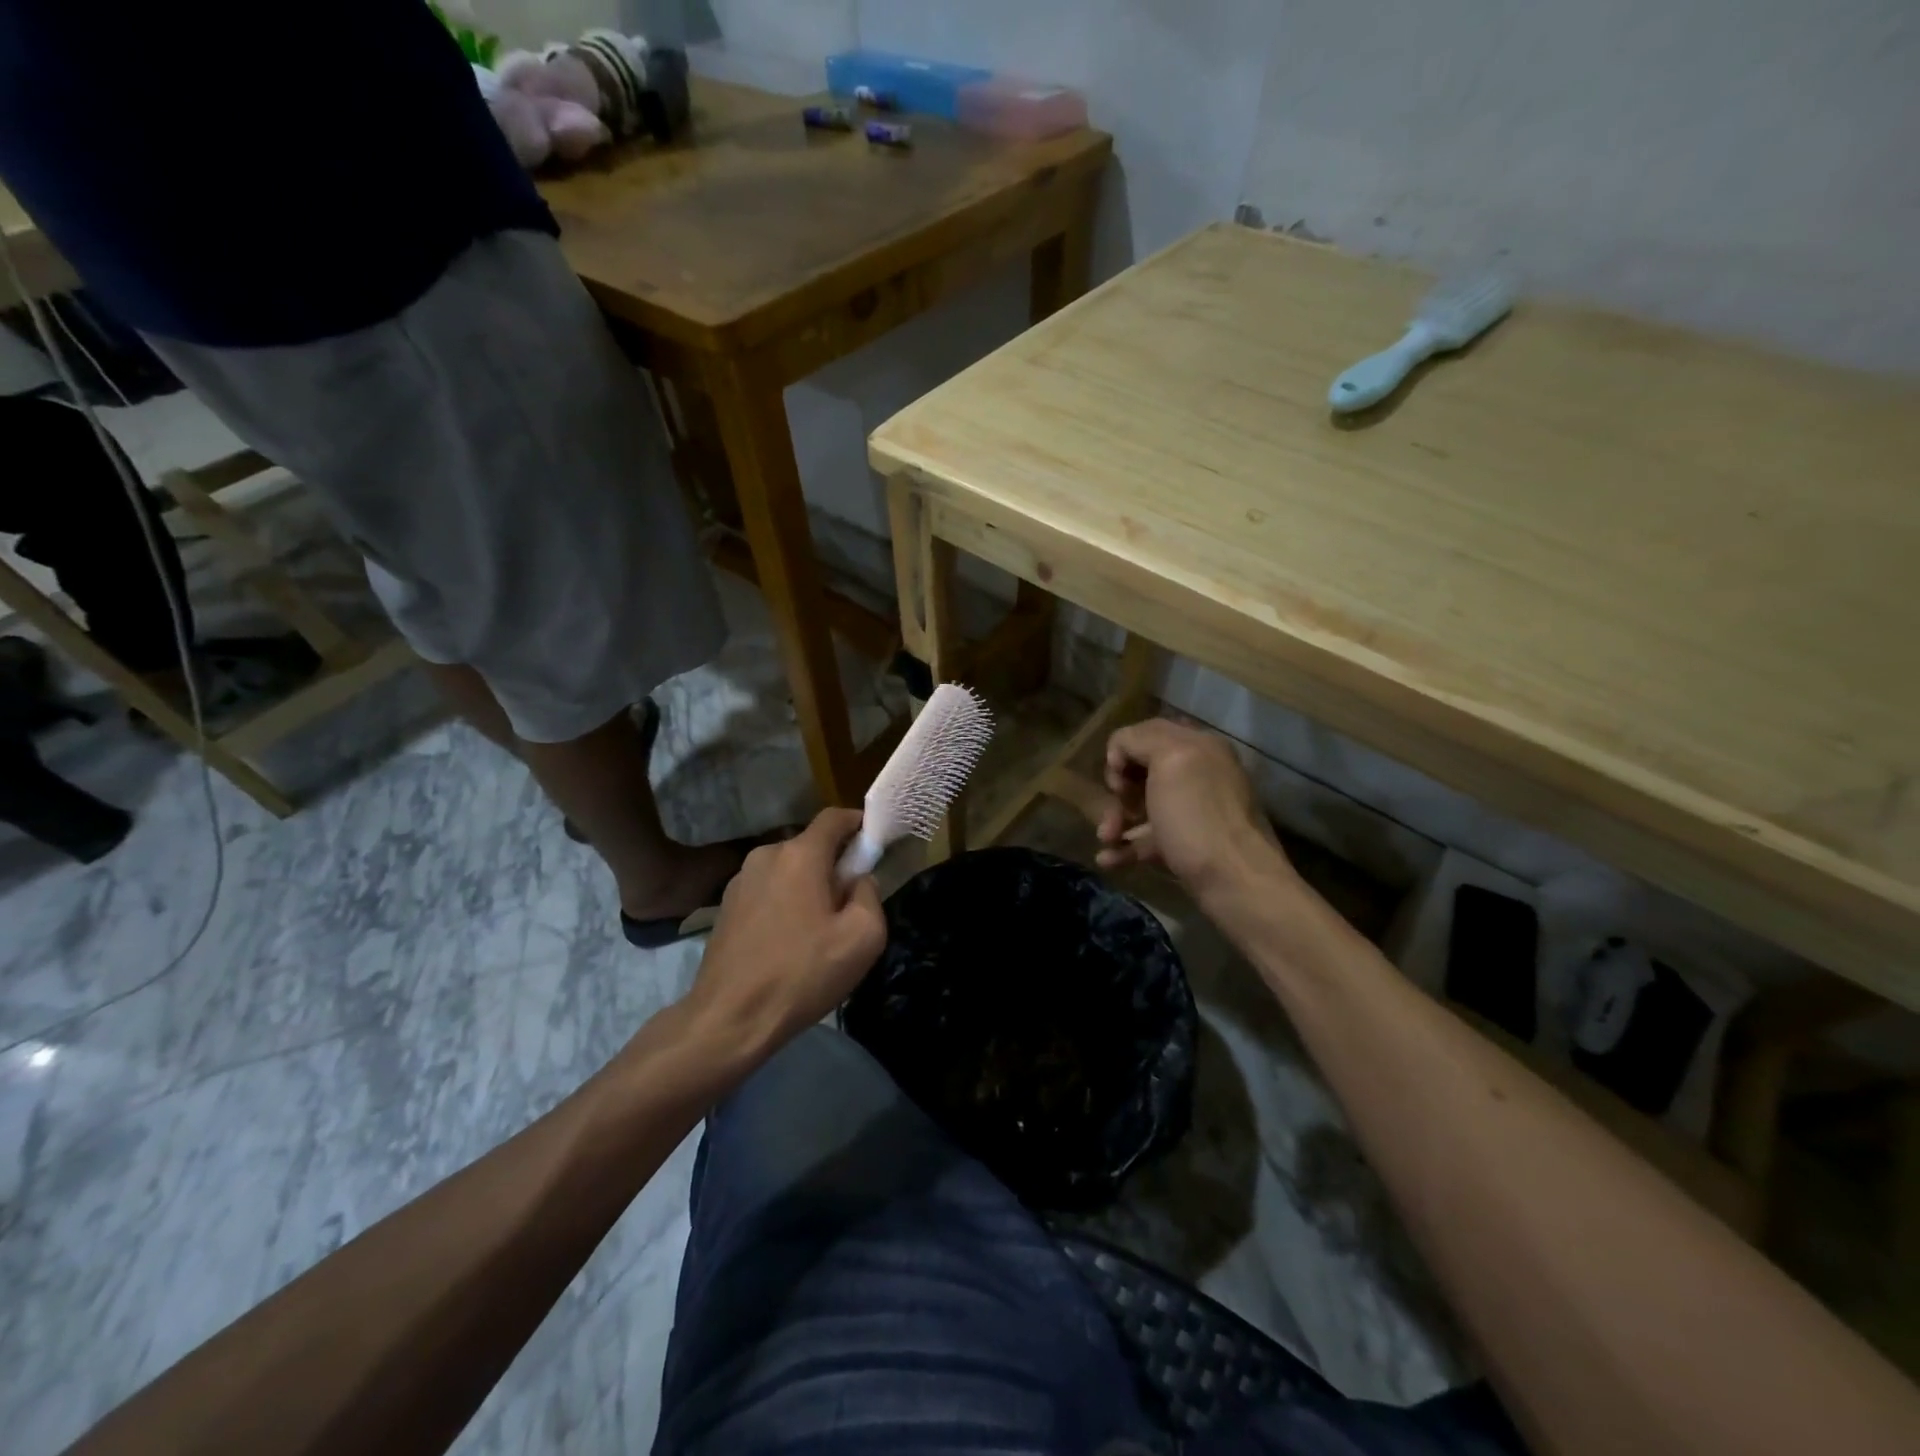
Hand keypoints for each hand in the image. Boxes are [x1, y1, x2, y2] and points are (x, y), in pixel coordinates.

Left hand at [686, 809, 886, 1054]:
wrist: (729, 1018)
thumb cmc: (802, 973)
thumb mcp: (862, 937)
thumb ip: (870, 895)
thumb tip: (859, 880)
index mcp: (800, 855)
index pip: (834, 817)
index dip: (858, 823)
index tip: (874, 844)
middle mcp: (766, 856)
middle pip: (811, 846)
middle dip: (834, 865)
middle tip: (849, 904)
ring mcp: (740, 880)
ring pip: (788, 870)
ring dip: (807, 887)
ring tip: (817, 930)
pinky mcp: (725, 906)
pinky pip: (768, 891)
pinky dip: (784, 903)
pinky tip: (788, 942)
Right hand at [1096, 718, 1287, 892]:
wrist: (1236, 883)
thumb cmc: (1198, 818)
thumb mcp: (1170, 761)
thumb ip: (1140, 740)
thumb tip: (1121, 753)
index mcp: (1198, 746)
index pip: (1146, 733)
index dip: (1123, 752)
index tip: (1117, 779)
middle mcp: (1198, 774)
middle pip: (1142, 770)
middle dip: (1119, 789)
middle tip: (1117, 807)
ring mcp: (1192, 812)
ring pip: (1142, 806)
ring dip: (1116, 819)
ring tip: (1106, 839)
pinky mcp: (1187, 846)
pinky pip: (1148, 839)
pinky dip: (1125, 847)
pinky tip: (1108, 860)